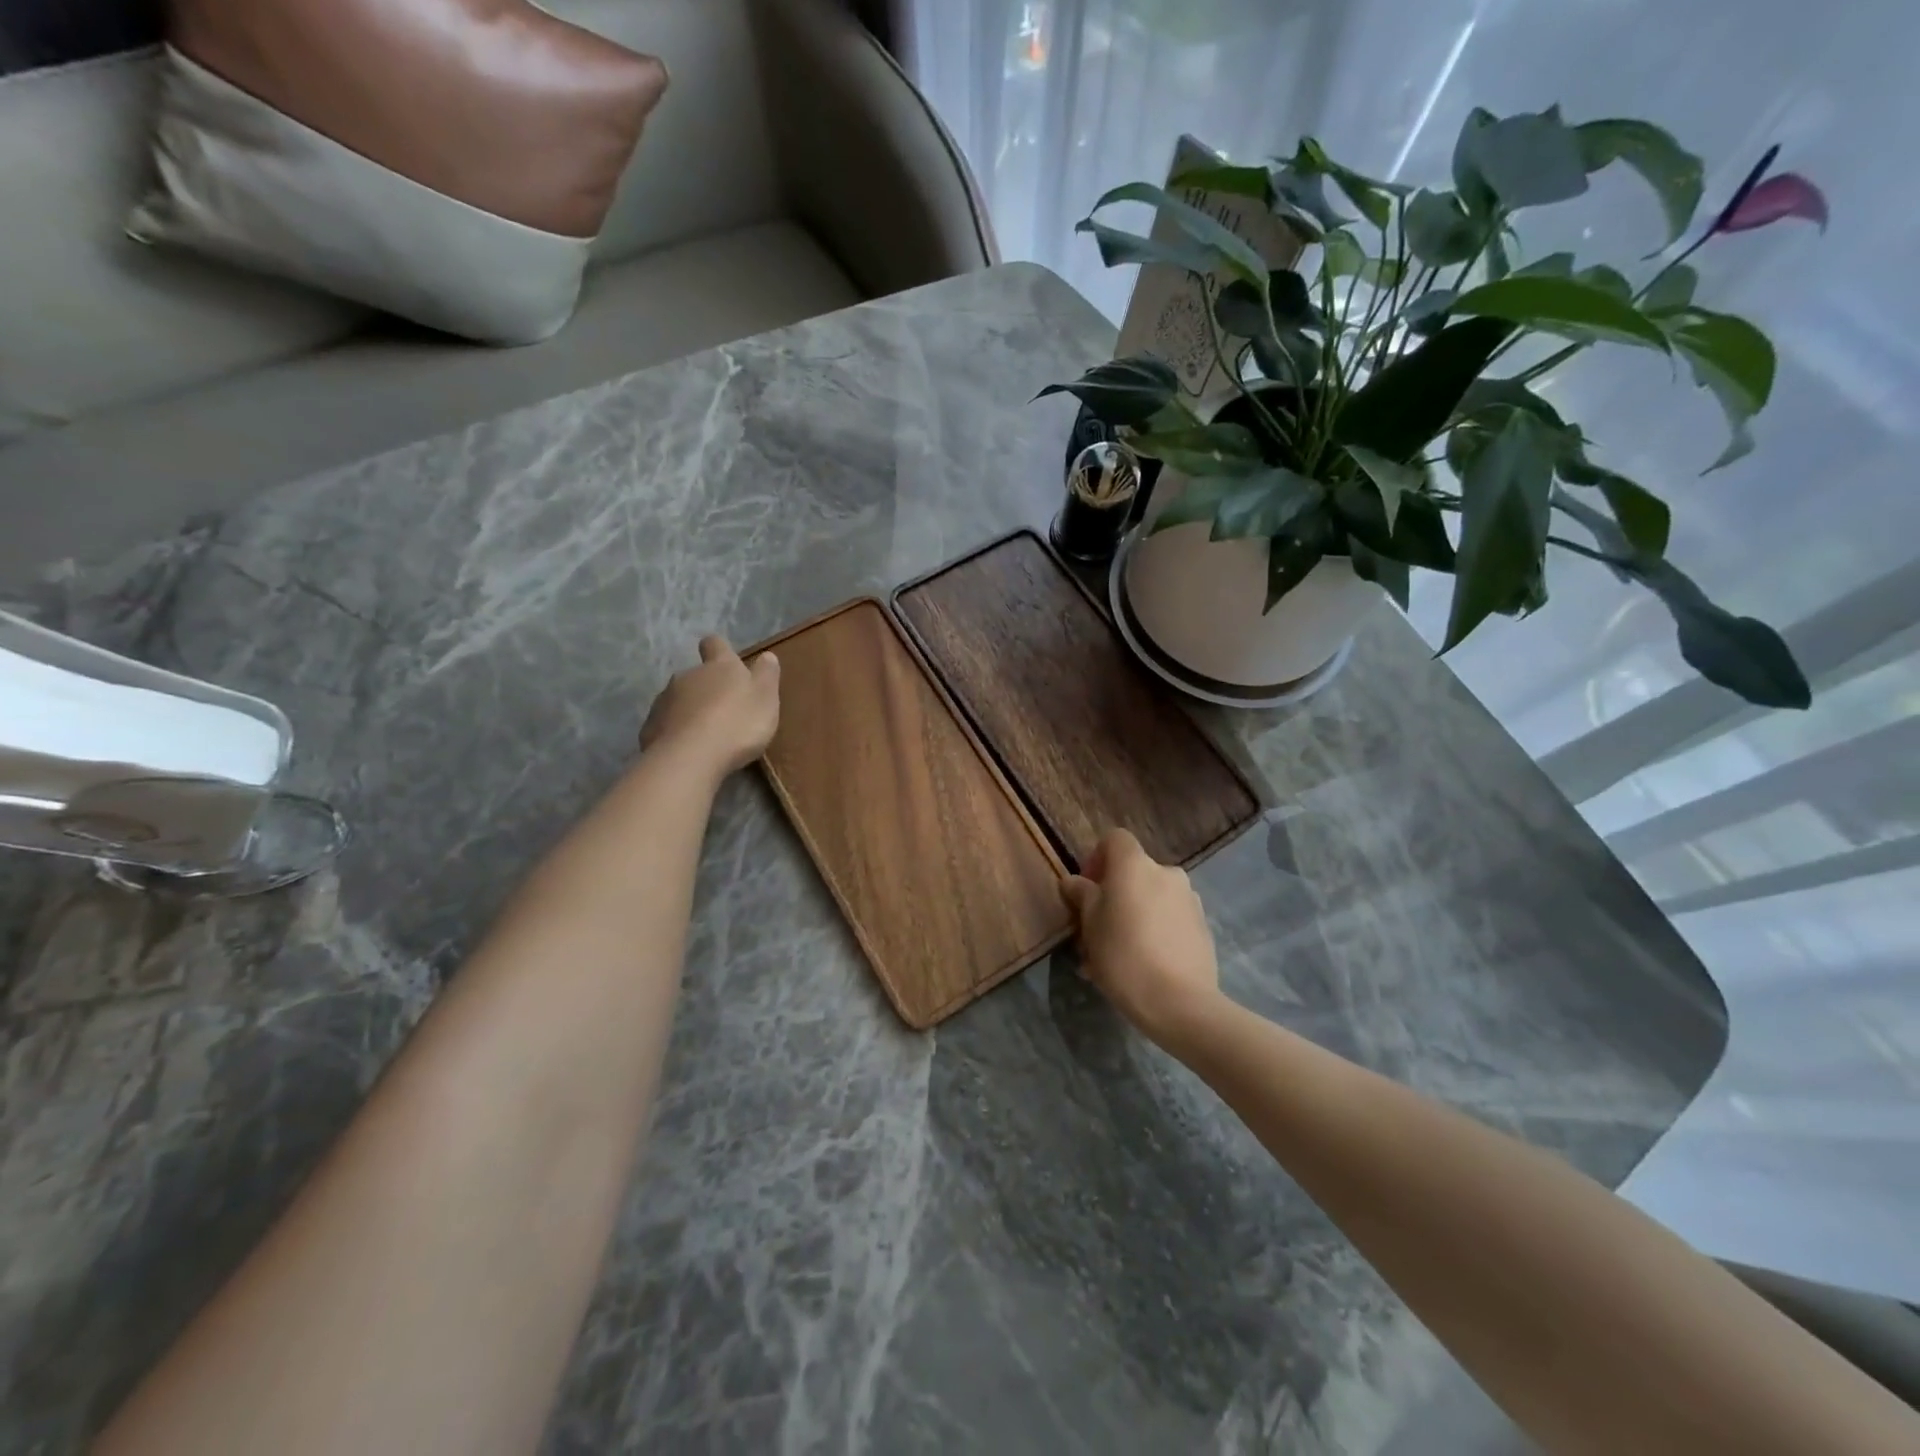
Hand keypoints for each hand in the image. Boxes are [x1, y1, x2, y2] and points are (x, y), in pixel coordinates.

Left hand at [641, 636, 781, 778]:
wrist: (690, 757)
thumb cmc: (737, 723)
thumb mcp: (766, 698)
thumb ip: (767, 675)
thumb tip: (766, 655)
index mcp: (719, 666)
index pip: (715, 644)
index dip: (720, 650)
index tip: (727, 662)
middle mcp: (687, 676)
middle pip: (696, 675)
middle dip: (707, 689)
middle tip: (725, 712)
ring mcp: (664, 701)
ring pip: (679, 700)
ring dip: (691, 711)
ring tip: (706, 735)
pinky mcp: (650, 727)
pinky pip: (666, 725)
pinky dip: (677, 733)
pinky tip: (688, 751)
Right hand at [1062, 828, 1221, 1045]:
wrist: (1180, 1003)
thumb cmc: (1124, 955)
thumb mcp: (1090, 924)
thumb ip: (1082, 895)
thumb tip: (1074, 881)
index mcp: (1136, 865)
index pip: (1114, 840)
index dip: (1096, 859)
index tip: (1086, 890)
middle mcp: (1167, 873)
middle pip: (1132, 874)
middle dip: (1112, 897)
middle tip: (1094, 932)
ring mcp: (1189, 901)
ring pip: (1150, 900)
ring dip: (1131, 918)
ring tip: (1113, 958)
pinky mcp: (1202, 928)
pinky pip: (1168, 921)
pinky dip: (1152, 933)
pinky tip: (1139, 967)